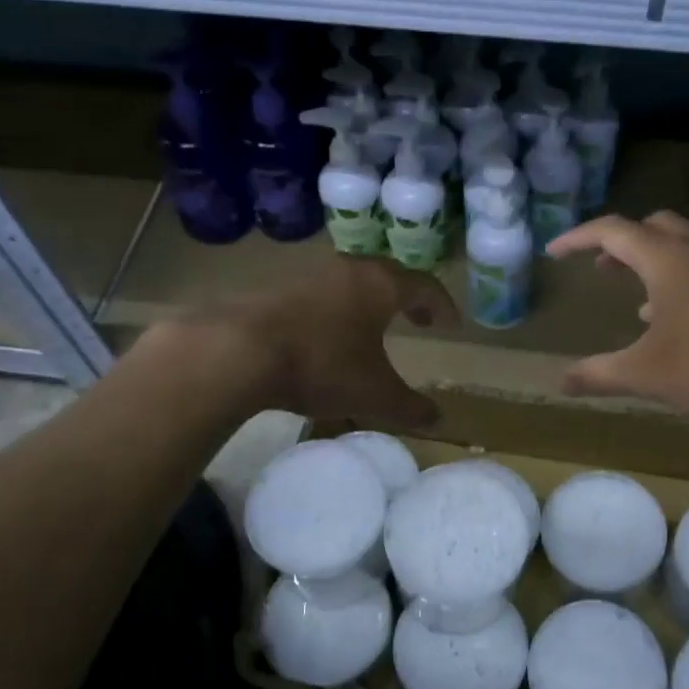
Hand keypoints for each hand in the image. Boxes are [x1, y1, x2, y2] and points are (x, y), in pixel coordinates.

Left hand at [218, 256, 457, 428]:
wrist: (239, 349)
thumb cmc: (322, 365)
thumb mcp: (374, 395)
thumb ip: (410, 407)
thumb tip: (437, 419)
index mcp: (381, 285)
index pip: (424, 286)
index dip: (441, 305)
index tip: (449, 324)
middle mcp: (349, 269)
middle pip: (388, 276)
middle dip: (406, 298)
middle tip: (417, 319)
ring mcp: (310, 274)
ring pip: (351, 282)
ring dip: (367, 301)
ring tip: (371, 327)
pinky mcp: (276, 285)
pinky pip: (320, 293)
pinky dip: (335, 308)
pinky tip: (325, 334)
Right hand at [546, 211, 688, 443]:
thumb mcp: (648, 376)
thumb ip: (598, 375)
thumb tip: (560, 381)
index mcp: (670, 259)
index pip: (612, 230)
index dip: (577, 237)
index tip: (554, 252)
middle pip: (653, 227)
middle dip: (621, 243)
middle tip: (601, 268)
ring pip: (688, 245)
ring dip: (657, 262)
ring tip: (639, 300)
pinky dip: (688, 280)